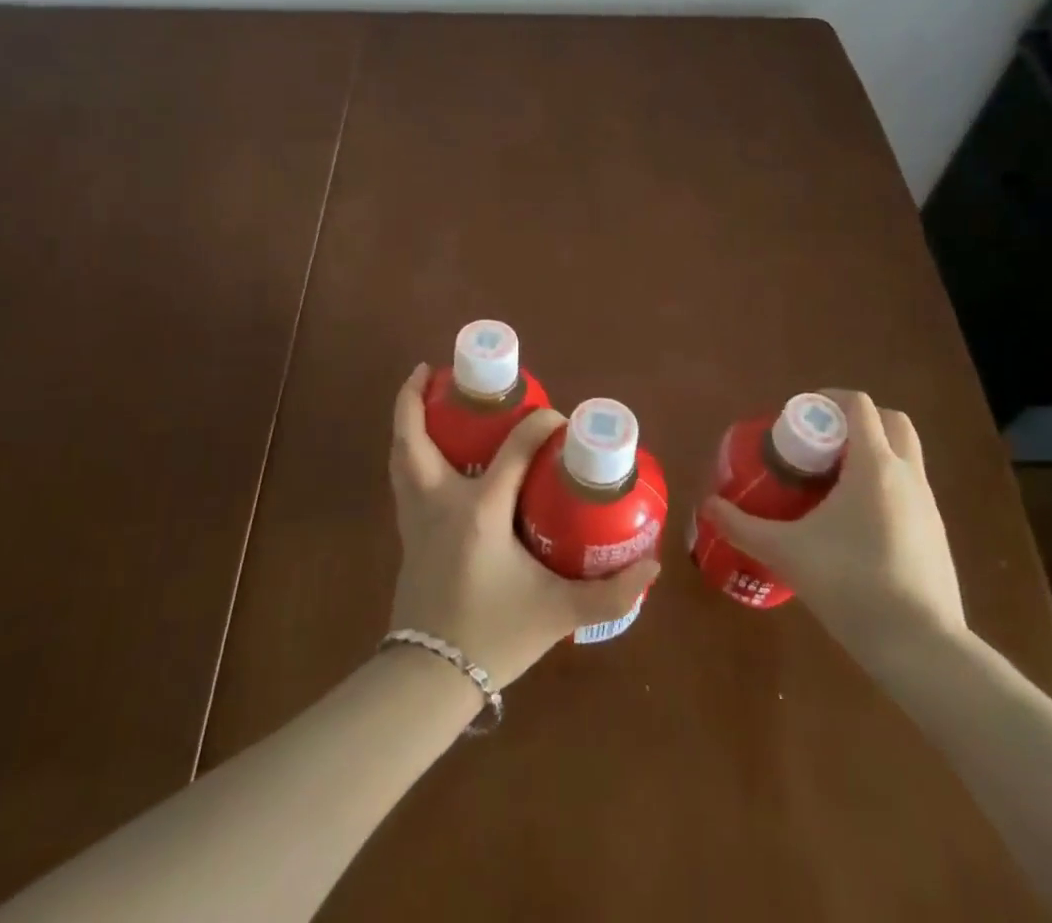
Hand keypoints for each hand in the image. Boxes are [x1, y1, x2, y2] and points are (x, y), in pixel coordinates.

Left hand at [387, 365, 659, 688]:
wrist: (429, 680)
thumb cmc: (493, 636)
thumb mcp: (558, 614)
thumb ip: (609, 593)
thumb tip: (652, 568)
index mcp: (479, 513)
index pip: (513, 450)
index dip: (539, 426)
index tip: (559, 419)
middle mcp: (440, 503)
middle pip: (415, 437)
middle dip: (414, 398)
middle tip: (433, 370)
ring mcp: (415, 518)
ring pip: (399, 456)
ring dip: (405, 421)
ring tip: (419, 397)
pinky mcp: (407, 535)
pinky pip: (400, 479)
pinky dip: (407, 454)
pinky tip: (425, 453)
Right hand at [706, 391, 965, 642]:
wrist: (922, 648)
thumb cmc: (851, 584)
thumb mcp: (786, 553)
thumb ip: (743, 526)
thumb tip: (708, 506)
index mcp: (874, 465)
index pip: (860, 405)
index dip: (829, 400)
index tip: (800, 416)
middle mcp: (907, 475)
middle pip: (891, 421)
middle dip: (856, 421)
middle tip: (820, 444)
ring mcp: (929, 506)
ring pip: (904, 456)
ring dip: (872, 454)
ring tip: (832, 484)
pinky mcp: (937, 535)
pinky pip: (909, 490)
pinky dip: (884, 487)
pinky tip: (856, 524)